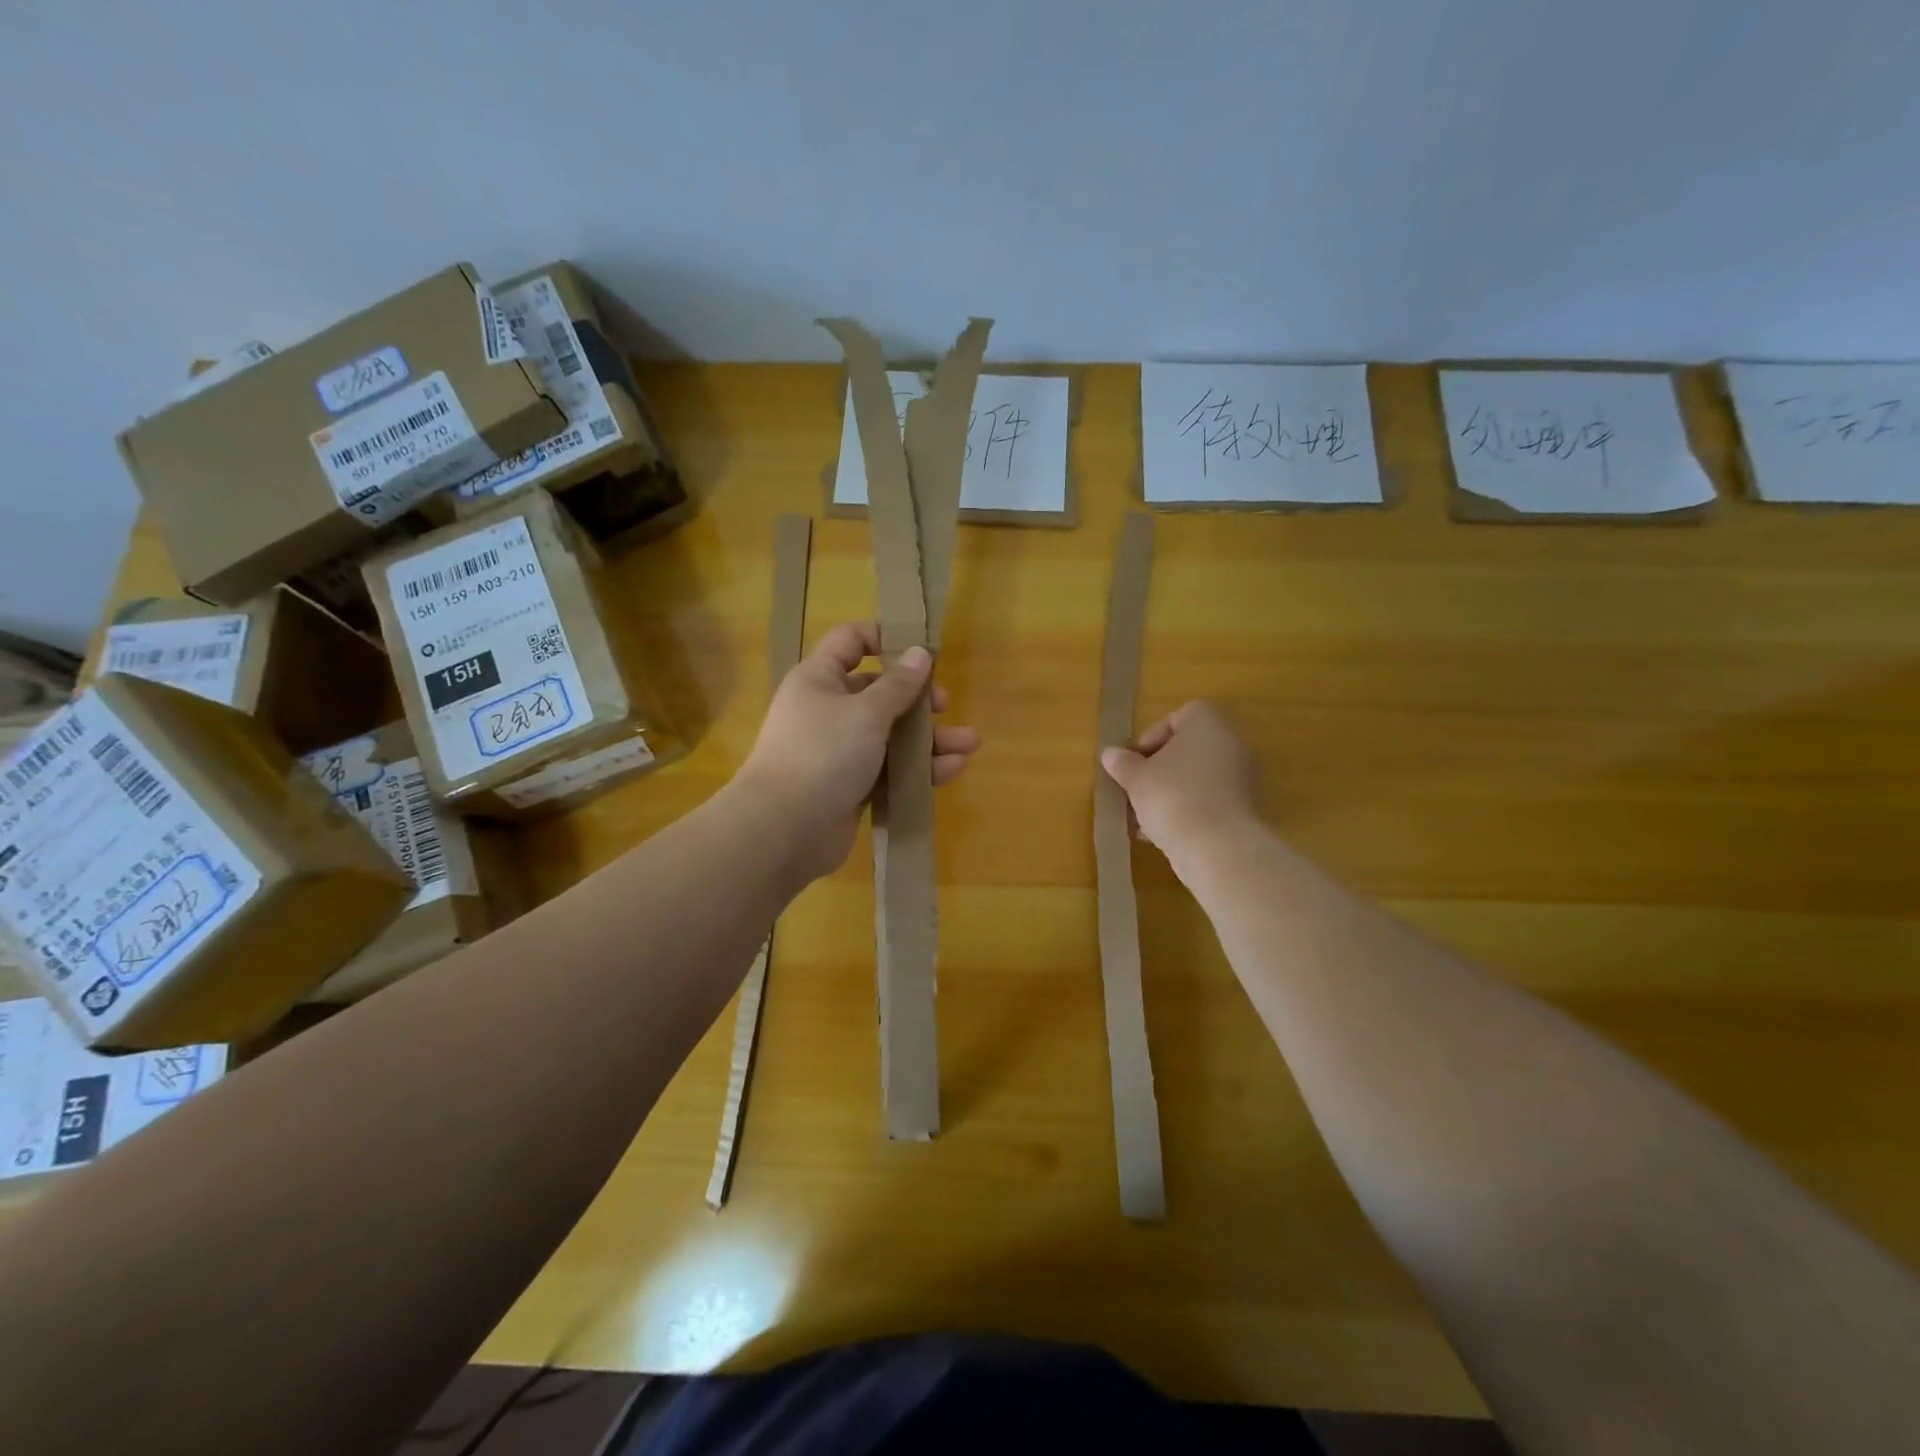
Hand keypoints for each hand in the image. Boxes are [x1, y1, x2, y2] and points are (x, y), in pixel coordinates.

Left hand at [737, 622, 980, 880]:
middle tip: (945, 705)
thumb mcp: (865, 712)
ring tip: (970, 744)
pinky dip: (918, 769)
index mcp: (820, 680)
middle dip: (917, 698)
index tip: (920, 649)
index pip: (850, 641)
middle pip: (879, 693)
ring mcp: (840, 752)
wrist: (784, 829)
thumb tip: (920, 653)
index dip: (884, 638)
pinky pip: (890, 770)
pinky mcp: (851, 787)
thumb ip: (898, 685)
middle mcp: (828, 711)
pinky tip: (953, 770)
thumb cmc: (822, 754)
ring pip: (891, 736)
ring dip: (929, 739)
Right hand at [1100, 701, 1260, 854]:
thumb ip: (1123, 763)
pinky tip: (1162, 834)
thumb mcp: (1136, 778)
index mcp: (1208, 723)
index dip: (1152, 736)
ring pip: (1197, 778)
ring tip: (1143, 817)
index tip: (1135, 760)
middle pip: (1188, 749)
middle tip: (1136, 788)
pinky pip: (1209, 801)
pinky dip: (1188, 811)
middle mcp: (1232, 743)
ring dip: (1170, 792)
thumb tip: (1111, 755)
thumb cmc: (1173, 797)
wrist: (1219, 848)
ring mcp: (1243, 777)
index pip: (1179, 716)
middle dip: (1159, 769)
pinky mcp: (1245, 809)